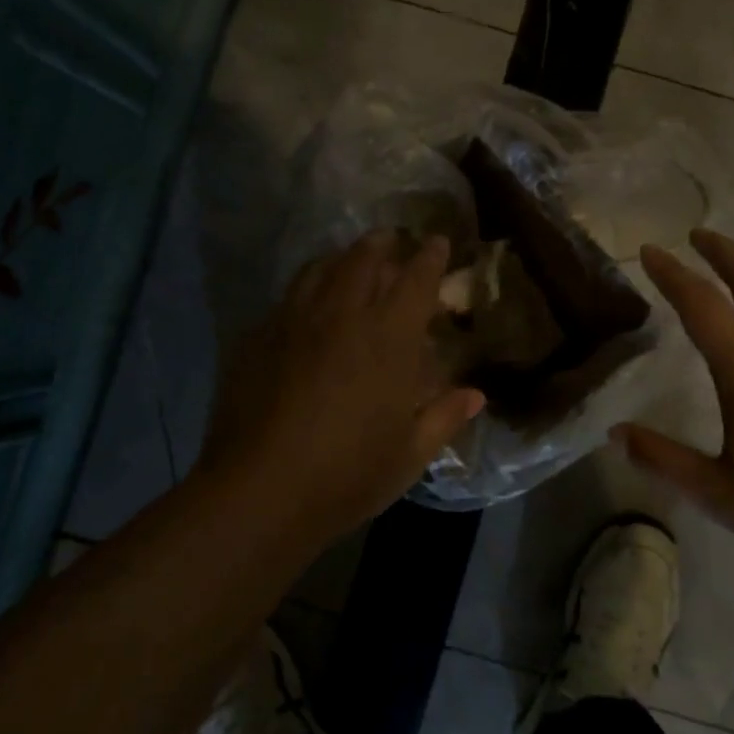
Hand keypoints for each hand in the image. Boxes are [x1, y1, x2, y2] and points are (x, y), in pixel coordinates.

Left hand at [197, 230, 484, 542]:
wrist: (259, 492)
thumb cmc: (348, 474)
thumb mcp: (409, 454)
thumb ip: (444, 417)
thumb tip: (475, 395)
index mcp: (388, 338)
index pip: (415, 279)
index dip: (430, 256)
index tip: (438, 242)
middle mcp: (342, 316)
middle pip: (363, 259)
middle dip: (382, 244)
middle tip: (391, 240)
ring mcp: (293, 322)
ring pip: (319, 269)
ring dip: (340, 259)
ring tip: (348, 262)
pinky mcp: (257, 338)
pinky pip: (287, 298)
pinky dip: (306, 290)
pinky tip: (305, 308)